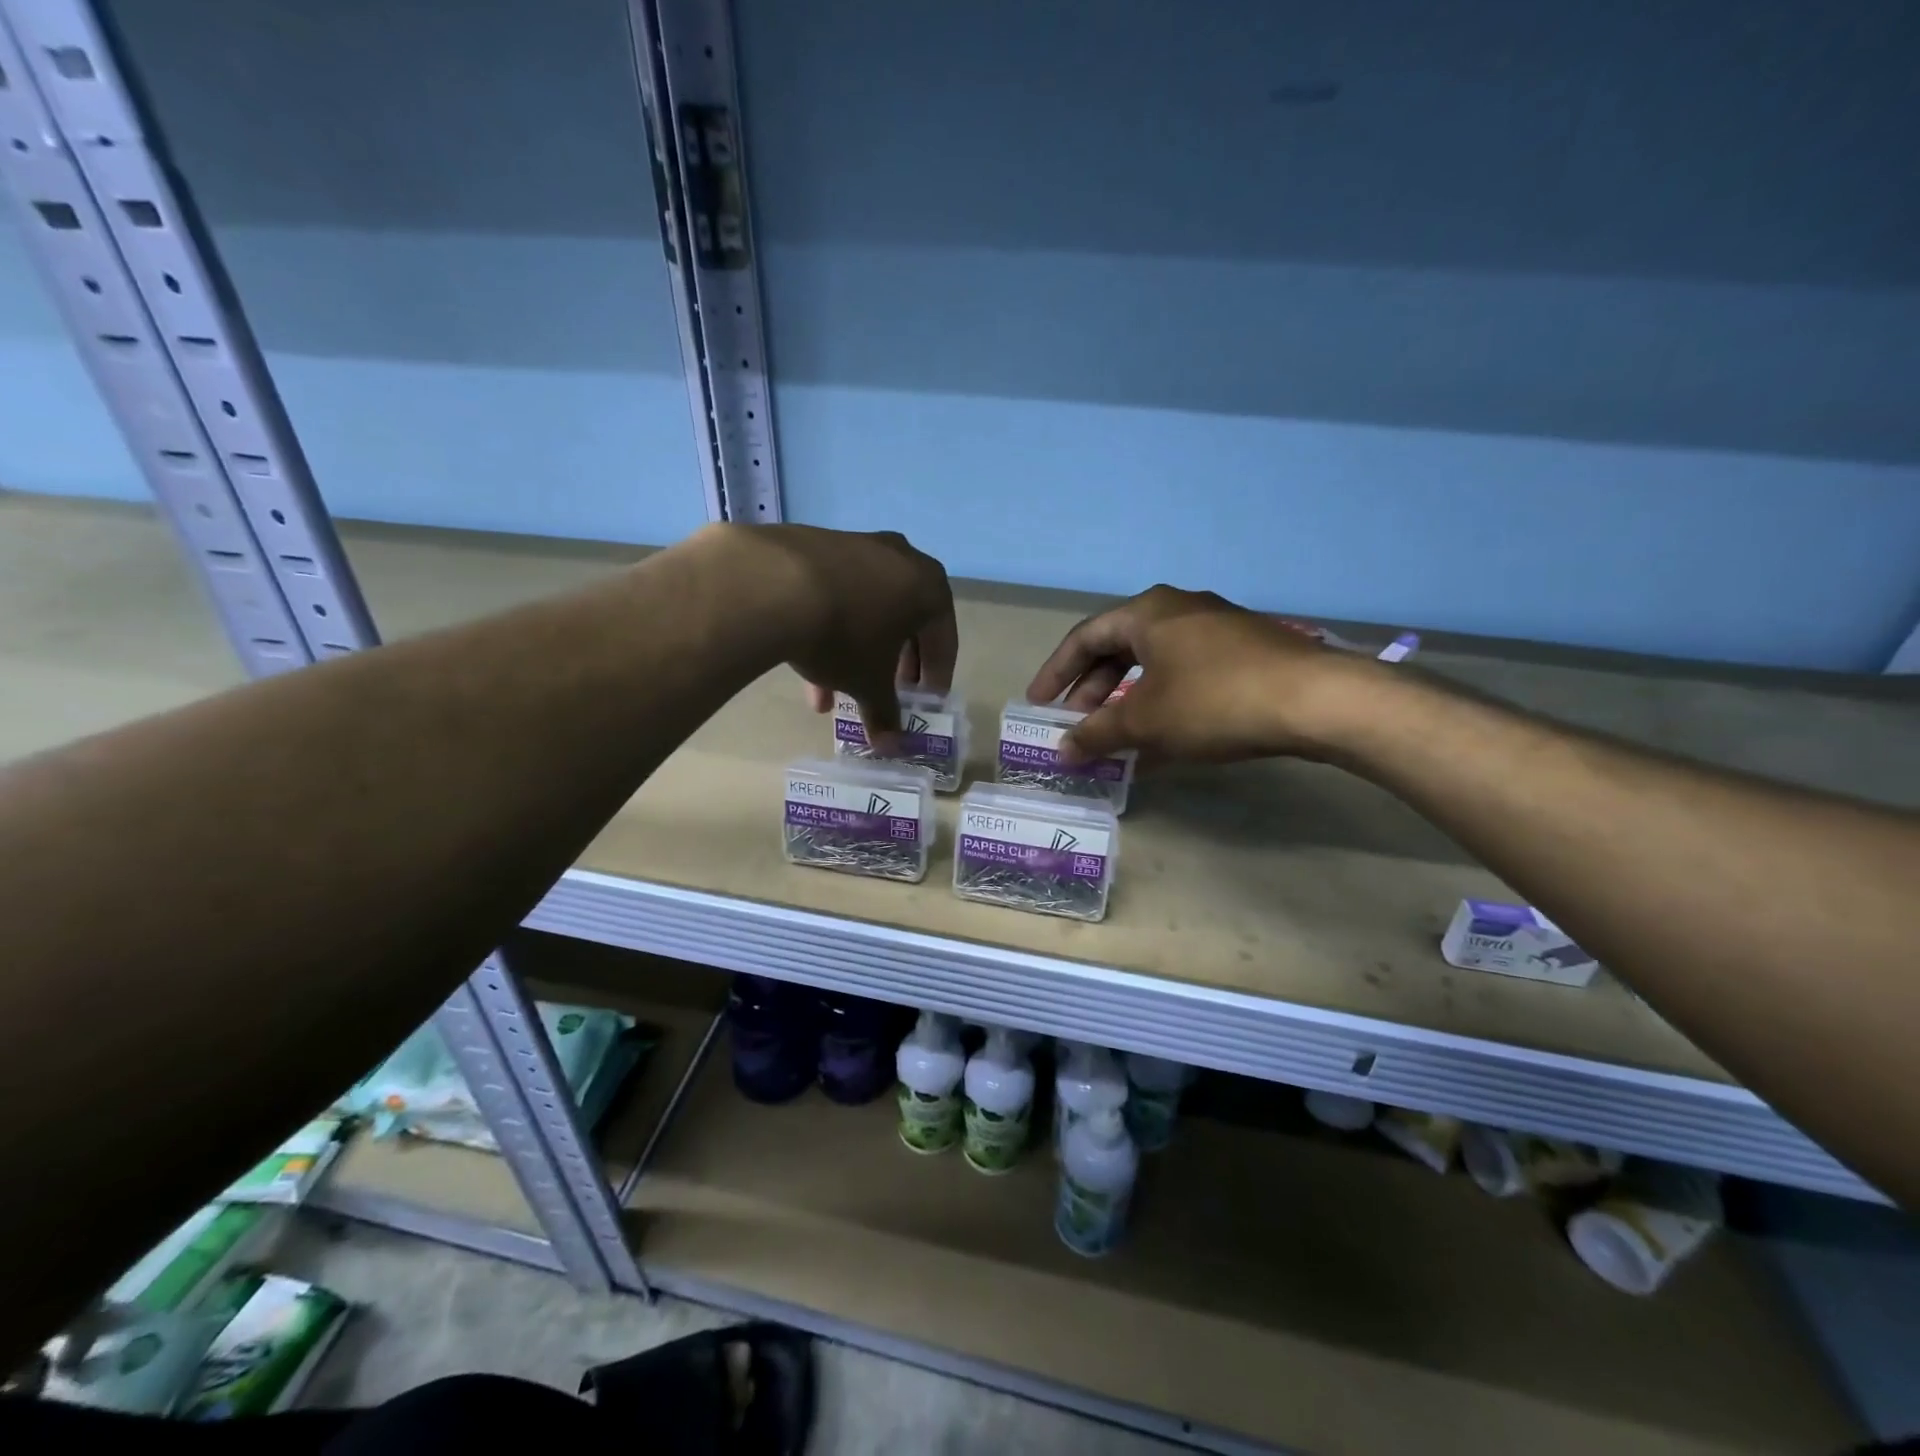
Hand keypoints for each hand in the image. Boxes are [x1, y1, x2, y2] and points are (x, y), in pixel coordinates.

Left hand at [725, 524, 957, 747]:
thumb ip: (885, 714)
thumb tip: (891, 747)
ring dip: (857, 651)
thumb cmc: (845, 636)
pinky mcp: (818, 544)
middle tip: (889, 691)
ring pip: (867, 609)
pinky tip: (807, 664)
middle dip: (895, 663)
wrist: (773, 584)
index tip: (926, 700)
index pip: (943, 640)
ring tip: (836, 691)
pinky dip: (830, 628)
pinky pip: (836, 594)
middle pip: (906, 621)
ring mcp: (858, 546)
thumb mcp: (869, 683)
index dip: (935, 676)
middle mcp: (901, 558)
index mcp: (929, 587)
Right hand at [1025, 585, 1363, 764]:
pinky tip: (1163, 737)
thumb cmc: (1214, 701)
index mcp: (1147, 612)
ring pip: (1154, 664)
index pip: (1084, 638)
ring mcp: (1217, 628)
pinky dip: (1163, 702)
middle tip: (1077, 725)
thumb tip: (1062, 751)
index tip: (1039, 706)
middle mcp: (1179, 609)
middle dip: (1092, 691)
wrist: (1317, 700)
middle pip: (1119, 649)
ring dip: (1127, 700)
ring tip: (1116, 736)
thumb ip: (1097, 734)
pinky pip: (1186, 673)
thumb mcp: (1145, 721)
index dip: (1056, 674)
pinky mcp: (1246, 651)